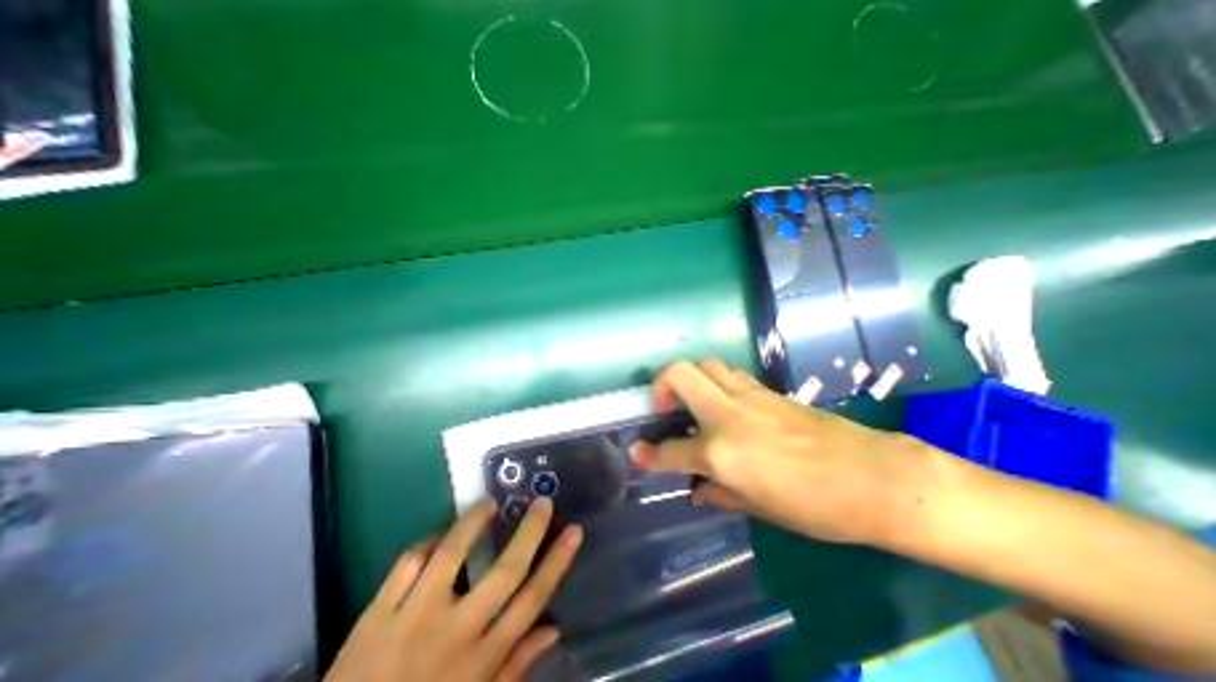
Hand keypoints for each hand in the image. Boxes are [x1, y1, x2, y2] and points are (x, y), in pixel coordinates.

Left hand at [324, 496, 579, 680]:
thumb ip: (515, 667)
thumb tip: (553, 628)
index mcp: (481, 662)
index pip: (531, 601)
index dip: (557, 562)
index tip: (574, 531)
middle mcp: (454, 634)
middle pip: (504, 572)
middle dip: (530, 532)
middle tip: (542, 501)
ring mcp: (413, 620)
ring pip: (452, 554)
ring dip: (473, 522)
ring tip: (489, 503)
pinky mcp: (376, 615)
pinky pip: (408, 563)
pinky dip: (426, 543)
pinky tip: (438, 539)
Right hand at [633, 360, 926, 544]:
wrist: (874, 477)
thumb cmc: (815, 506)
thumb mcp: (759, 509)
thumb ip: (720, 493)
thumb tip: (698, 489)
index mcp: (721, 452)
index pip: (670, 451)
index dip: (648, 456)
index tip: (637, 453)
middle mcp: (727, 414)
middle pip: (679, 373)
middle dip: (661, 385)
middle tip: (665, 407)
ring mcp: (749, 396)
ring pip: (706, 365)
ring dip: (691, 379)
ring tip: (695, 403)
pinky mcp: (768, 390)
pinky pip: (731, 375)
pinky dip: (718, 383)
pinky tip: (727, 405)